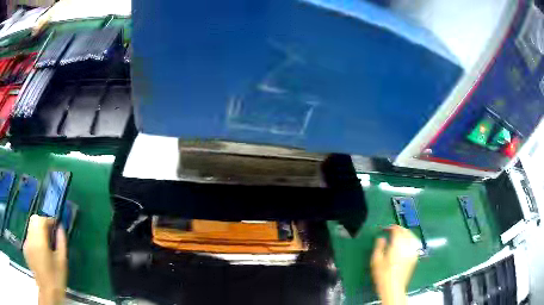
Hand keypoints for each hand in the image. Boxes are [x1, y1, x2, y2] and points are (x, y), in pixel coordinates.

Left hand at [23, 215, 66, 304]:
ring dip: (38, 230)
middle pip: (34, 220)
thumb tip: (61, 227)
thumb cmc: (56, 279)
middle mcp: (30, 238)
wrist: (47, 293)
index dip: (49, 220)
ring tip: (45, 243)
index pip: (41, 220)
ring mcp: (26, 243)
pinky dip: (34, 238)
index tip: (56, 226)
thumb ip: (61, 242)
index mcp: (39, 241)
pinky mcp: (25, 248)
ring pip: (30, 227)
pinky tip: (39, 251)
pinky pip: (29, 237)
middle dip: (42, 223)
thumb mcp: (62, 262)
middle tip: (50, 234)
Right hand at [371, 225, 419, 304]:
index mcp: (397, 245)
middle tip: (391, 231)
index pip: (397, 230)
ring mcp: (413, 251)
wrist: (393, 288)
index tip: (385, 229)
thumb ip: (379, 246)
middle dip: (399, 229)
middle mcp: (407, 246)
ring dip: (405, 233)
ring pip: (411, 236)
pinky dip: (410, 240)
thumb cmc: (382, 274)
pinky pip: (414, 243)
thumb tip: (381, 238)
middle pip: (406, 231)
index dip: (391, 227)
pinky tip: (405, 244)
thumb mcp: (376, 260)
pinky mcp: (415, 257)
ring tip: (398, 236)